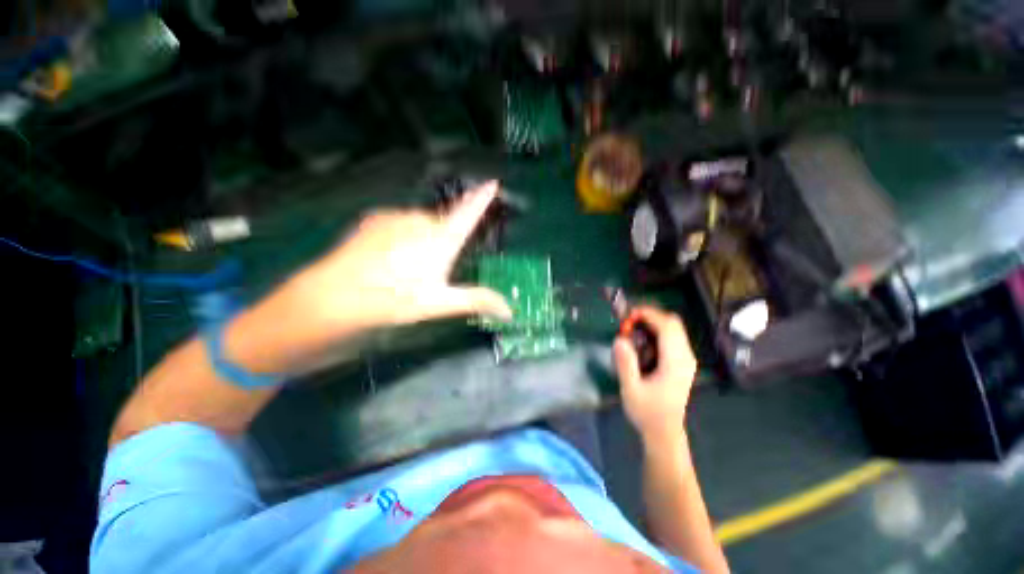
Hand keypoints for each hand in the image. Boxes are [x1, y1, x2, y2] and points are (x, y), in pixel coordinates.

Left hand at [293, 181, 512, 333]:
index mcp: (441, 239)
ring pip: (420, 224)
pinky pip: (399, 223)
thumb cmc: (394, 299)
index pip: (468, 213)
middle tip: (431, 269)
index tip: (492, 183)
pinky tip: (388, 258)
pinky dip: (402, 235)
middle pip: (443, 224)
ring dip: (422, 239)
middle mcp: (421, 220)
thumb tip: (509, 310)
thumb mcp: (439, 303)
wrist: (335, 296)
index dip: (482, 198)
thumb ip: (476, 301)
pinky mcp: (375, 219)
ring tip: (406, 268)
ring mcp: (395, 217)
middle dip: (444, 240)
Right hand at [613, 307, 696, 444]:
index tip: (628, 316)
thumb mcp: (631, 389)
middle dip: (650, 316)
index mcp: (675, 362)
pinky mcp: (682, 362)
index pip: (667, 327)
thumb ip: (626, 364)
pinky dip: (656, 331)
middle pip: (673, 323)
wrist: (664, 432)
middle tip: (628, 322)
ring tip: (632, 330)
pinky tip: (641, 341)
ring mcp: (686, 359)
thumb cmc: (647, 412)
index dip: (649, 315)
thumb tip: (619, 339)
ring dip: (653, 323)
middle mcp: (685, 357)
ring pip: (674, 328)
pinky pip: (672, 337)